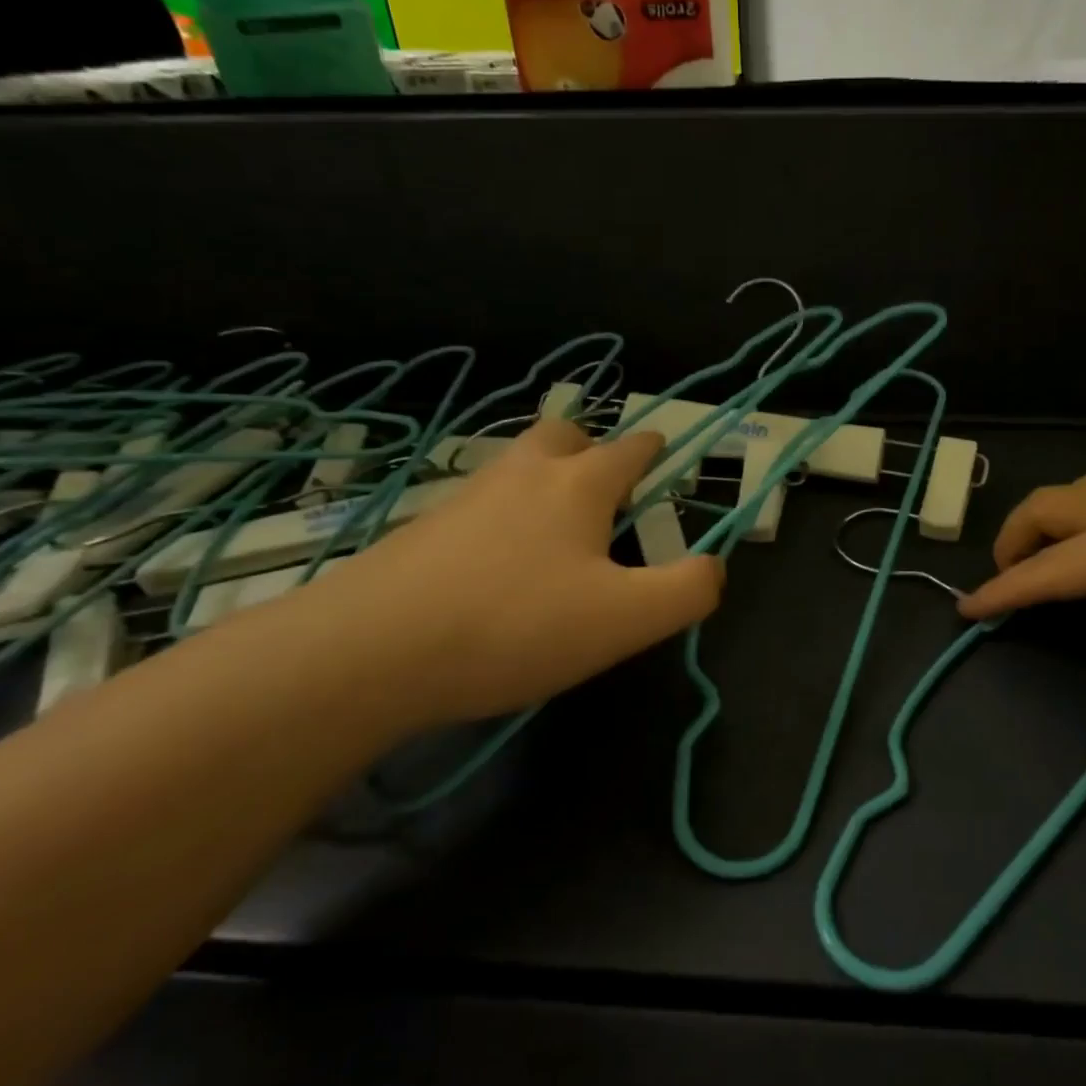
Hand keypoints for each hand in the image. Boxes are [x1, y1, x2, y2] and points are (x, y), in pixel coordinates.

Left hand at [316, 418, 722, 726]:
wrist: (372, 651)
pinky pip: (479, 504)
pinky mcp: (423, 529)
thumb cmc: (518, 624)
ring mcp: (466, 497)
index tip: (662, 455)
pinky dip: (501, 517)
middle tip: (603, 489)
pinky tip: (498, 564)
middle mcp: (523, 474)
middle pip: (563, 434)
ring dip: (543, 480)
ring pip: (516, 466)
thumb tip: (713, 566)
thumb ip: (687, 590)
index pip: (629, 449)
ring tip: (556, 533)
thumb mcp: (627, 619)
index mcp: (579, 485)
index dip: (653, 451)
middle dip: (590, 449)